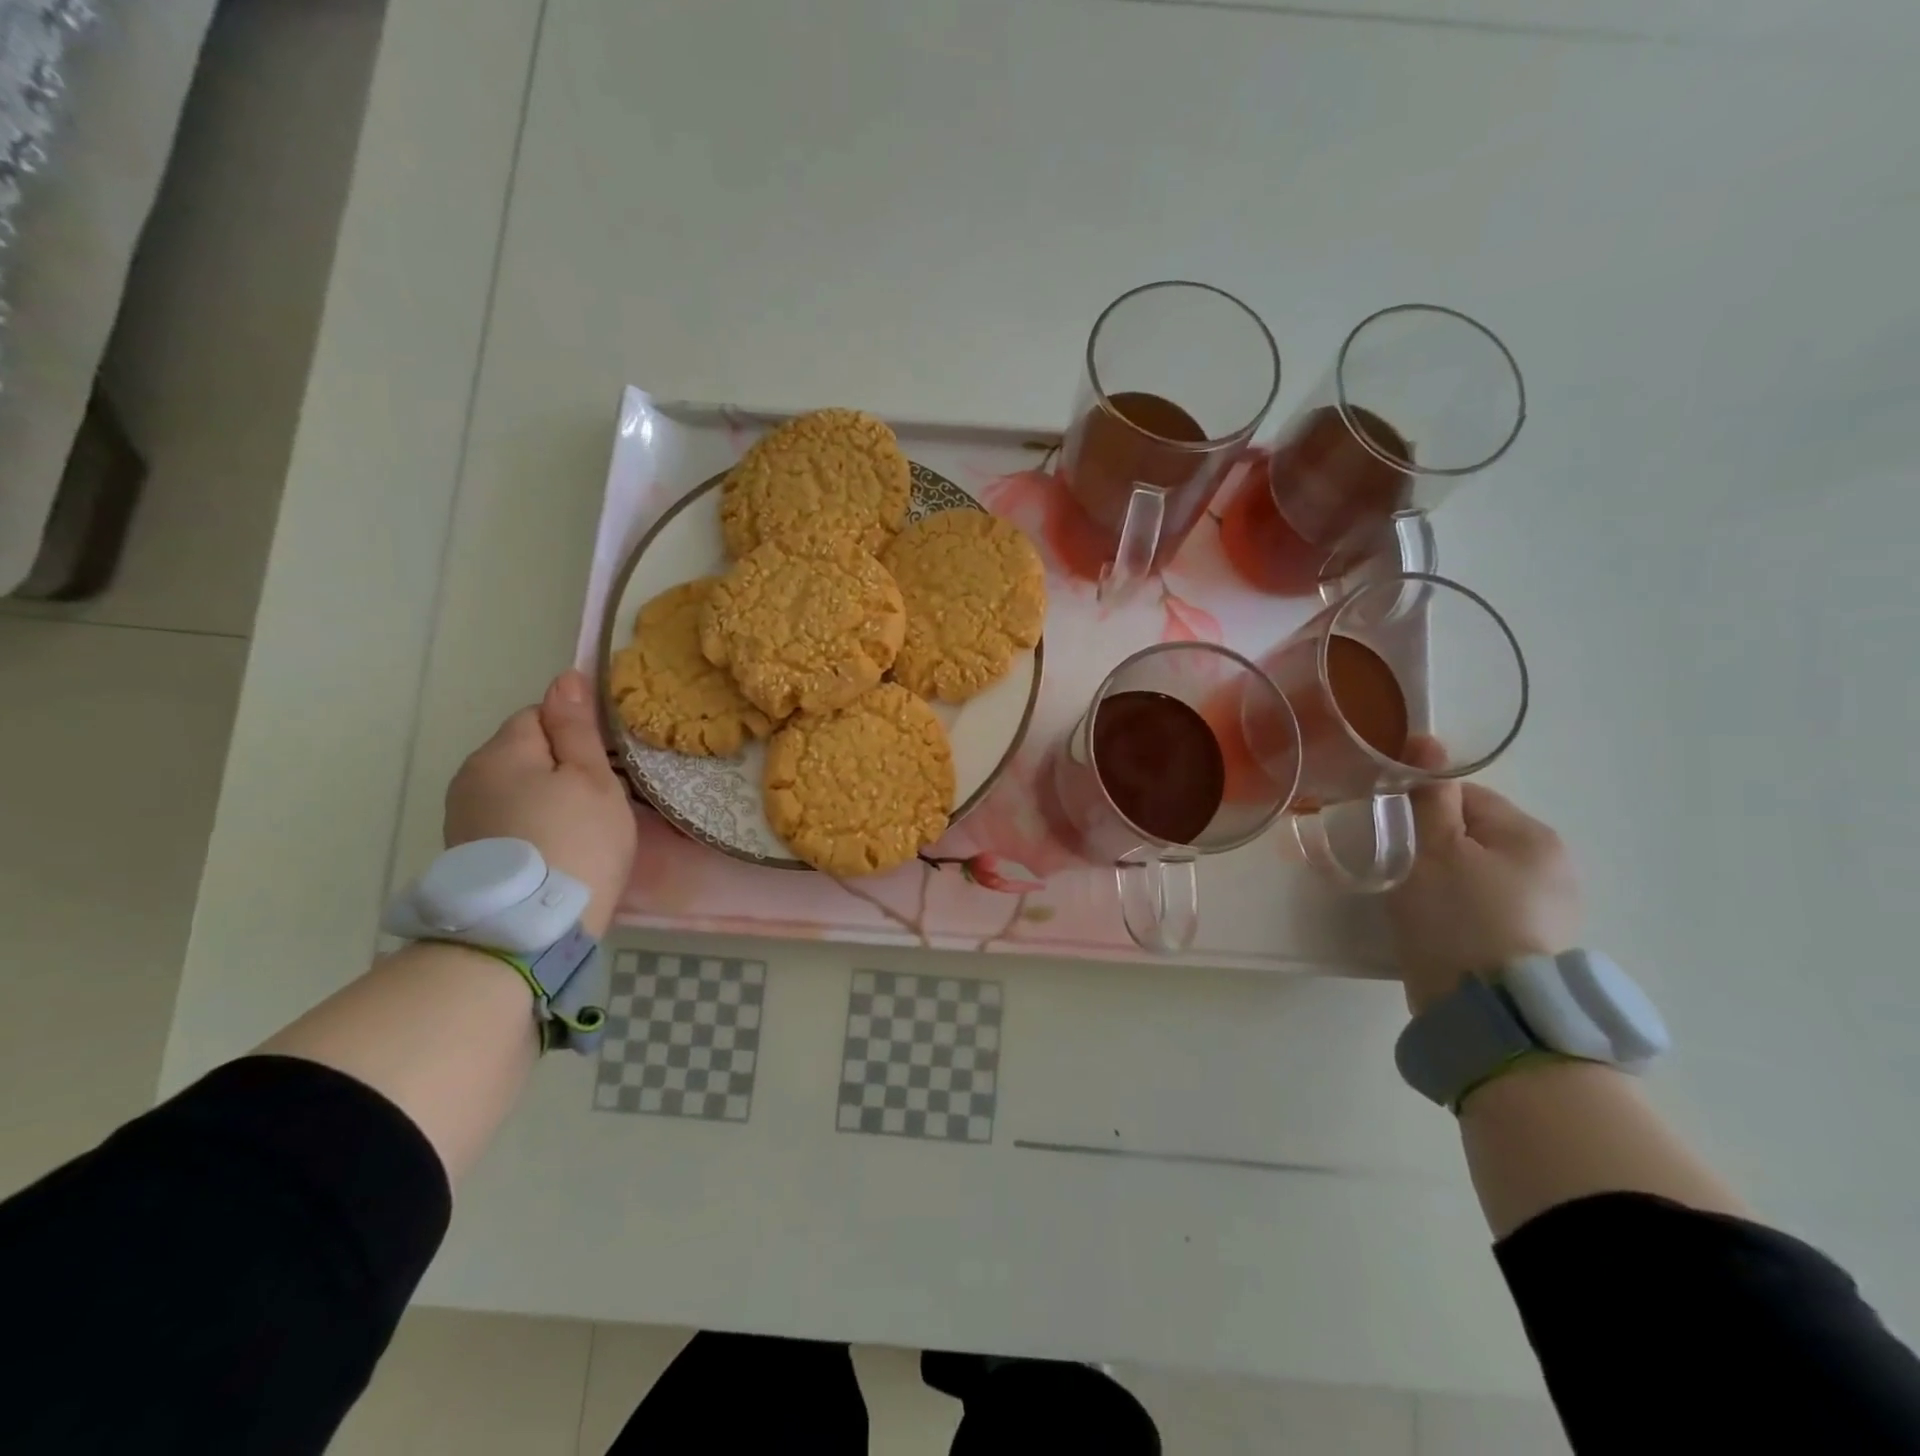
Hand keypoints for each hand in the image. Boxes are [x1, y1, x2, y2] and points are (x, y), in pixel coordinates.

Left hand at [444, 670, 636, 937]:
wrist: (529, 930)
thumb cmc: (576, 841)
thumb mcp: (591, 779)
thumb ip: (577, 728)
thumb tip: (565, 677)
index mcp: (501, 752)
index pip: (539, 714)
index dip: (575, 735)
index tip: (602, 768)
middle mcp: (470, 777)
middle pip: (525, 752)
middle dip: (559, 768)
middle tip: (597, 803)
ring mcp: (462, 817)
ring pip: (516, 788)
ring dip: (545, 799)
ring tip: (577, 832)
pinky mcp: (466, 852)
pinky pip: (507, 820)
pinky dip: (531, 827)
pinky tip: (554, 852)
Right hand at [1387, 742, 1582, 1013]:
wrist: (1487, 1010)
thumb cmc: (1455, 918)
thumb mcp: (1430, 849)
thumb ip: (1429, 797)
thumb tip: (1429, 743)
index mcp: (1531, 834)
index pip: (1466, 796)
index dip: (1422, 808)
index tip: (1393, 832)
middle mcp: (1554, 864)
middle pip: (1475, 834)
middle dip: (1436, 846)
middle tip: (1401, 871)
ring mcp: (1552, 907)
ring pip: (1481, 870)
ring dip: (1449, 877)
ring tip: (1420, 904)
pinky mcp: (1538, 942)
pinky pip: (1491, 905)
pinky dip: (1464, 908)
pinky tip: (1443, 928)